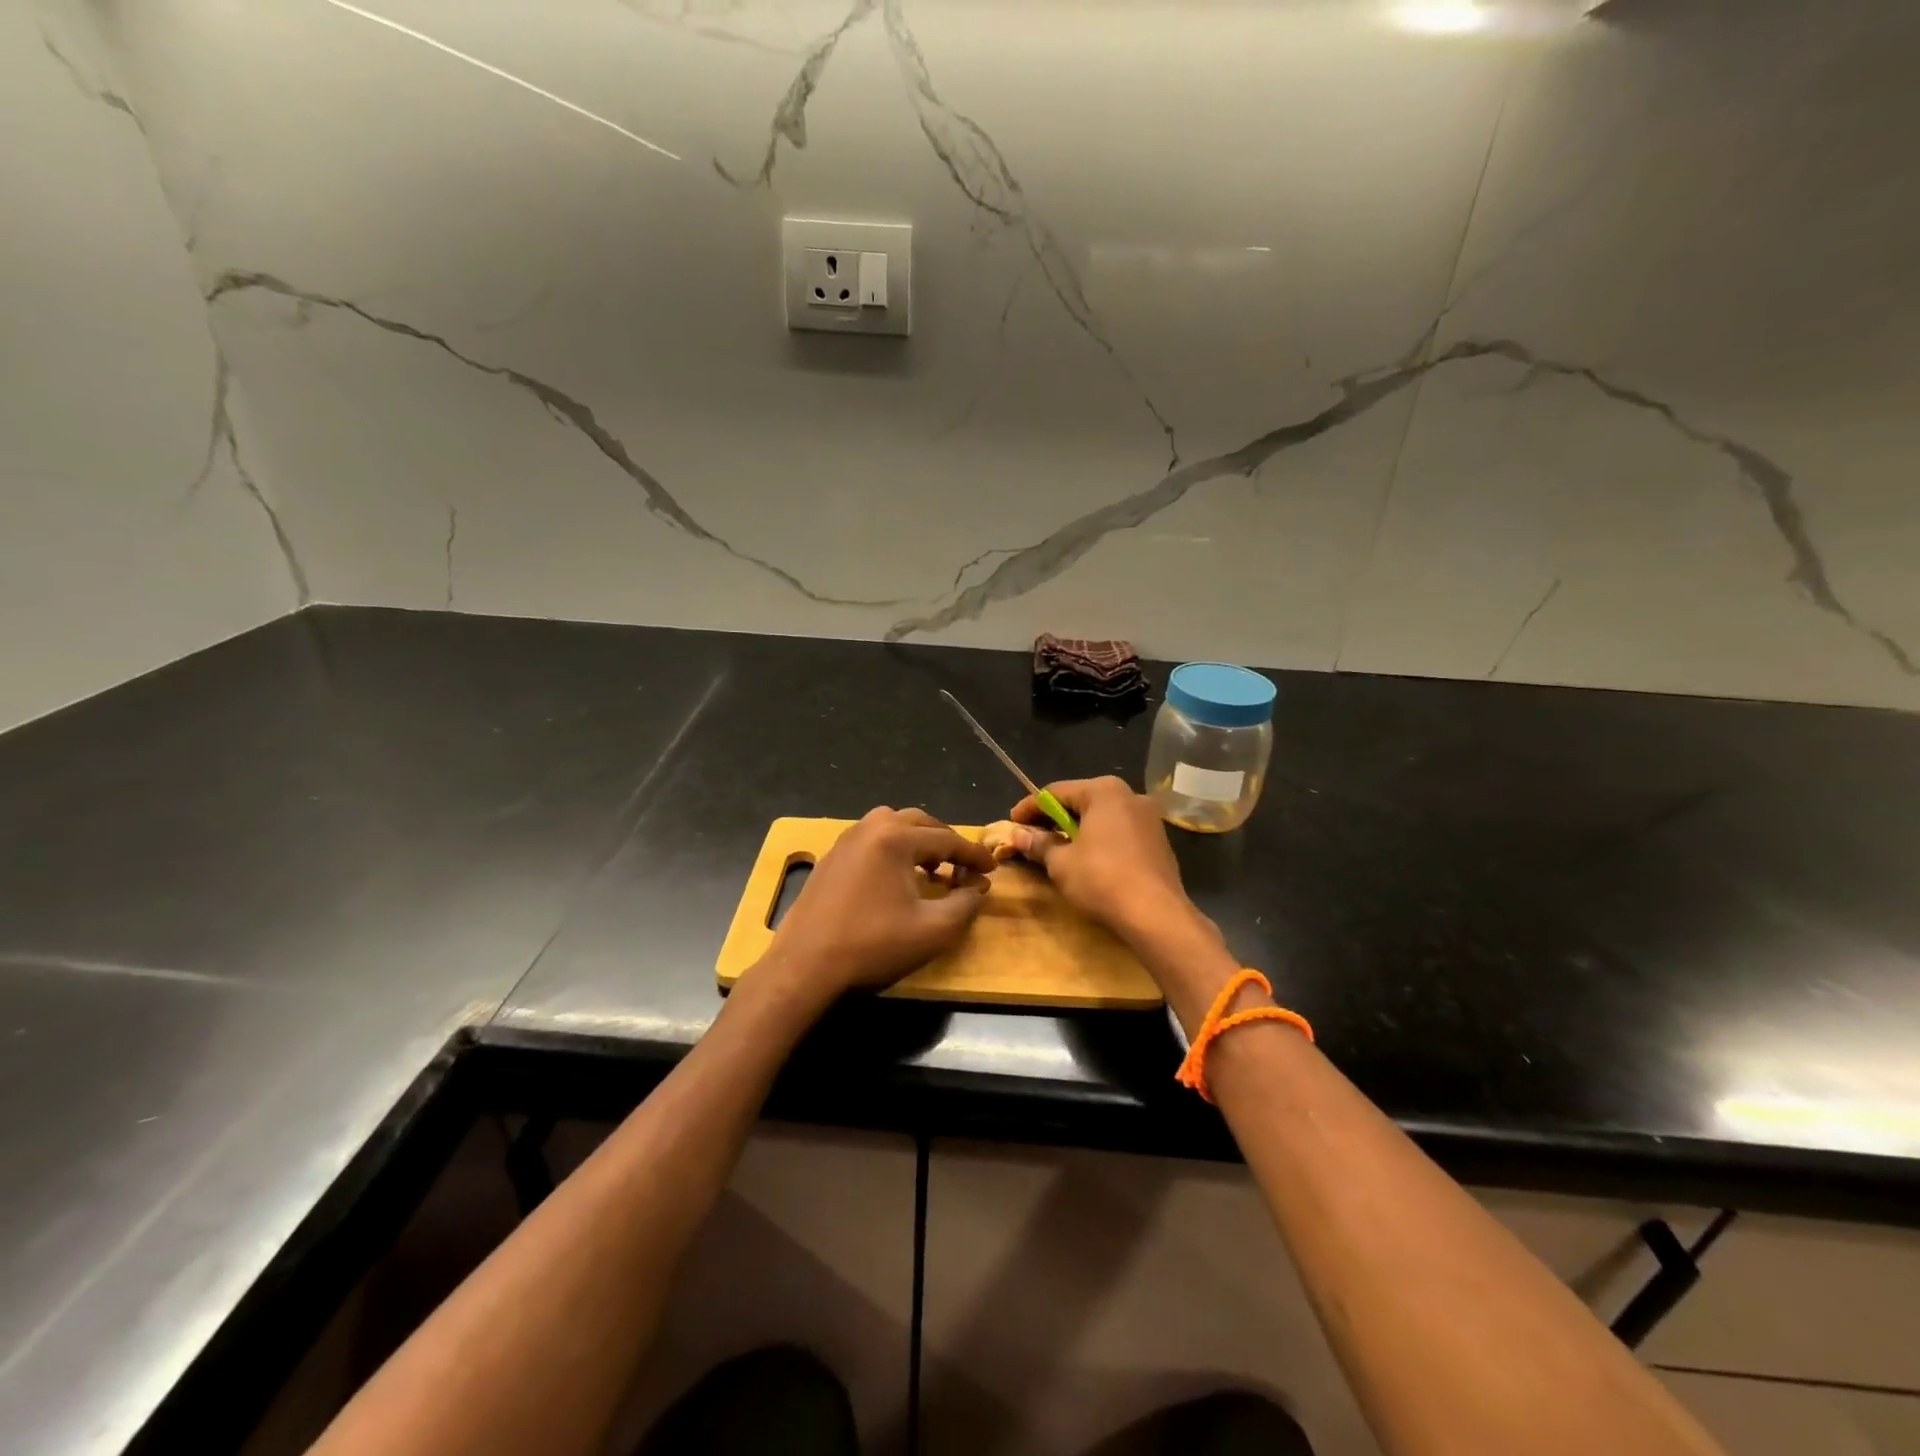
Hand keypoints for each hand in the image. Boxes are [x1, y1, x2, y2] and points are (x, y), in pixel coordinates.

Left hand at [763, 807, 995, 1005]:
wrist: (805, 965)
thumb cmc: (872, 946)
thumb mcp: (932, 930)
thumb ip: (965, 905)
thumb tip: (977, 889)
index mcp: (895, 838)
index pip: (947, 839)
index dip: (973, 855)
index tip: (992, 869)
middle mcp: (870, 828)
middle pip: (921, 822)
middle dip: (947, 842)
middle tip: (964, 867)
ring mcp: (846, 839)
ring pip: (893, 824)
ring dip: (919, 840)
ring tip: (932, 867)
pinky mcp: (831, 856)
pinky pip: (872, 838)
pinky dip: (894, 847)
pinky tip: (898, 875)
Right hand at [1009, 778, 1235, 1027]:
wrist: (1156, 914)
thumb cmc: (1102, 879)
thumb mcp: (1061, 863)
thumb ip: (1039, 844)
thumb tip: (1020, 835)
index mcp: (1104, 791)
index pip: (1055, 792)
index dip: (1029, 808)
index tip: (1012, 823)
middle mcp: (1130, 795)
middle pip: (1081, 801)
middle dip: (1054, 818)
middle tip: (1032, 836)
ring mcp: (1149, 817)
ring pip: (1102, 817)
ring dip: (1078, 830)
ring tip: (1057, 849)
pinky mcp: (1159, 841)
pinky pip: (1120, 832)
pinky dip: (1100, 840)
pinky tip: (1088, 860)